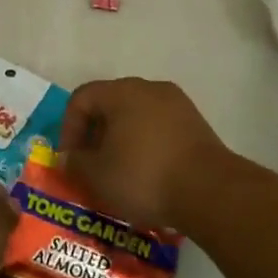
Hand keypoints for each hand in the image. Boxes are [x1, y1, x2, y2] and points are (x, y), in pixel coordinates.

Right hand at [57, 78, 231, 229]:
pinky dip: (146, 145)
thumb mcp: (97, 175)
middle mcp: (149, 88)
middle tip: (91, 165)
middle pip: (110, 104)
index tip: (70, 159)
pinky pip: (159, 127)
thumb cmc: (144, 176)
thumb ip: (75, 162)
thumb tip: (69, 156)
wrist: (209, 190)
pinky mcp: (196, 123)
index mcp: (122, 92)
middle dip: (95, 134)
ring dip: (121, 140)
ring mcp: (177, 104)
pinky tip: (148, 173)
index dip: (68, 127)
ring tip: (119, 172)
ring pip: (136, 116)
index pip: (82, 98)